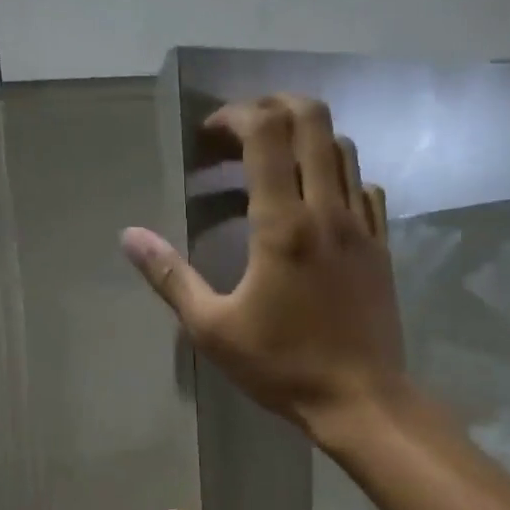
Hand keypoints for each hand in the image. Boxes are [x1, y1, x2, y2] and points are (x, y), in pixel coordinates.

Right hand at [121, 94, 408, 440]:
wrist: (360, 400)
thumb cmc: (282, 367)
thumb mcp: (213, 329)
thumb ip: (170, 278)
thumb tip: (129, 236)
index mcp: (282, 224)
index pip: (266, 132)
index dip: (233, 116)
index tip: (207, 138)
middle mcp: (327, 209)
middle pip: (312, 119)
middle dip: (272, 109)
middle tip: (239, 136)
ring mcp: (362, 225)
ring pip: (342, 147)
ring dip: (305, 139)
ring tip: (272, 165)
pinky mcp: (381, 246)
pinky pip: (363, 186)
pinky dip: (336, 175)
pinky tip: (315, 203)